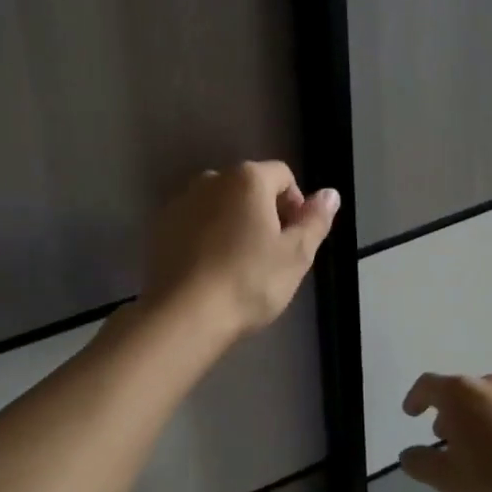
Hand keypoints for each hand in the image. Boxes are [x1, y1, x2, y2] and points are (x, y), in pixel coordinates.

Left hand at [142, 161, 339, 337]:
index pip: (283, 176)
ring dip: (234, 224)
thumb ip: (315, 219)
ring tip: (239, 264)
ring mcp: (181, 202)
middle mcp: (211, 179)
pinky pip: (195, 223)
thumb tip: (330, 194)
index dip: (296, 204)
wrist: (184, 315)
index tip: (296, 239)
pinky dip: (207, 237)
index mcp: (247, 179)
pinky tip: (211, 270)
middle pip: (249, 187)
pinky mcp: (160, 228)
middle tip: (272, 255)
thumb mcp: (296, 254)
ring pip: (220, 205)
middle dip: (264, 213)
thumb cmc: (249, 281)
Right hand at [399, 373, 491, 491]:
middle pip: (462, 392)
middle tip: (449, 442)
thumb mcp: (449, 481)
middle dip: (451, 414)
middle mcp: (491, 384)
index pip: (428, 385)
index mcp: (460, 394)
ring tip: (486, 451)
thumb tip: (409, 454)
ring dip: (482, 420)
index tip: (411, 413)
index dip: (416, 398)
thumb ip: (421, 464)